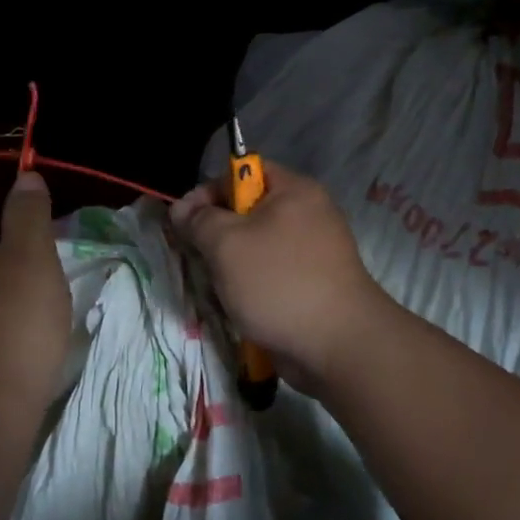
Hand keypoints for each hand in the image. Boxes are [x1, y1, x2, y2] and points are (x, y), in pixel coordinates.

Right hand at [171, 161, 387, 388]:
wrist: (338, 347)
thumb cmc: (279, 282)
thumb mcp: (226, 244)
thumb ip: (199, 220)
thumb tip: (182, 210)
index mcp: (294, 191)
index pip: (243, 172)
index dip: (209, 191)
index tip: (184, 222)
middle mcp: (308, 214)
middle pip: (248, 210)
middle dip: (217, 233)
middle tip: (199, 257)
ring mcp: (313, 251)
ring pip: (256, 245)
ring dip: (231, 264)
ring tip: (219, 286)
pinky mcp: (313, 284)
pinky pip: (271, 272)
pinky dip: (252, 285)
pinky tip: (240, 304)